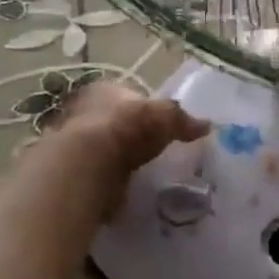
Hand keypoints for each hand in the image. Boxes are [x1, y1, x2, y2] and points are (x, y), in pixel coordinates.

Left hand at [53, 79, 208, 187]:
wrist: (87, 166)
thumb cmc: (127, 127)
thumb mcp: (165, 117)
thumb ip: (183, 120)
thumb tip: (207, 125)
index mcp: (105, 89)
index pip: (128, 95)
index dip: (144, 109)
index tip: (159, 127)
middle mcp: (84, 110)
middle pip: (114, 121)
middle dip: (130, 135)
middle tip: (152, 151)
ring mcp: (74, 142)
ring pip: (103, 148)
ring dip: (118, 159)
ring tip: (140, 173)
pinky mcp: (71, 172)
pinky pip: (95, 173)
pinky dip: (107, 180)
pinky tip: (122, 190)